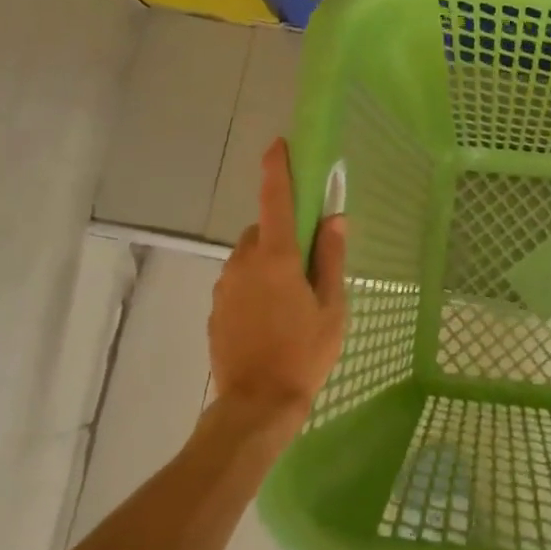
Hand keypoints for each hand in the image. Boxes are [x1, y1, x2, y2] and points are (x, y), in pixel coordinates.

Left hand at [207, 140, 347, 428]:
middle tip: (307, 267)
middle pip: (262, 231)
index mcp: (277, 258)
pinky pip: (238, 283)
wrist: (257, 404)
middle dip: (282, 236)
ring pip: (248, 258)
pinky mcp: (215, 309)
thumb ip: (332, 259)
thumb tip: (334, 219)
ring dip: (267, 264)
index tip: (278, 145)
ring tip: (290, 301)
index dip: (277, 169)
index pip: (275, 200)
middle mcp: (243, 263)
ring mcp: (224, 287)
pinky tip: (270, 320)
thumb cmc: (305, 353)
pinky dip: (254, 287)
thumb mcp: (332, 308)